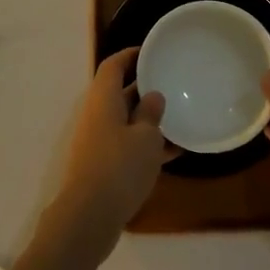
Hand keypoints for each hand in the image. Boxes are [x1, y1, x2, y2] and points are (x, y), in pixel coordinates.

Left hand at [49, 48, 169, 256]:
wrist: (89, 218)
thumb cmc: (119, 167)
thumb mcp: (145, 137)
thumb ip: (151, 113)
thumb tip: (152, 96)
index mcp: (103, 99)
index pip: (113, 65)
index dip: (131, 55)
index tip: (152, 51)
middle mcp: (97, 115)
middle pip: (119, 92)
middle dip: (144, 86)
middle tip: (172, 82)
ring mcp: (98, 141)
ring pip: (126, 120)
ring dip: (149, 118)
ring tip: (180, 115)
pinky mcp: (103, 165)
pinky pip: (128, 145)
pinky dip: (147, 145)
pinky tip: (176, 151)